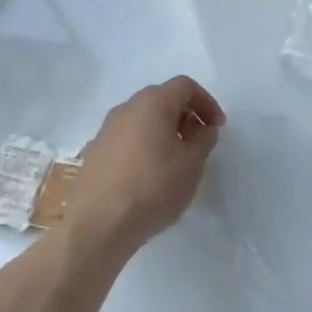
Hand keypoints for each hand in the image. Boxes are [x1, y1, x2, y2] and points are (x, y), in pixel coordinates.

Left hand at [68, 77, 225, 254]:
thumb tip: (203, 128)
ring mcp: (106, 130)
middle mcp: (126, 108)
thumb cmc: (153, 187)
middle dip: (185, 117)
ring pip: (143, 121)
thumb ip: (203, 140)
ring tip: (175, 163)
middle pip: (162, 100)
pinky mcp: (94, 153)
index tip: (216, 128)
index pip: (185, 86)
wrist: (97, 225)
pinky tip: (149, 177)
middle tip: (198, 144)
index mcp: (152, 103)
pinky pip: (127, 140)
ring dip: (163, 133)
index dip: (206, 102)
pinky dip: (144, 148)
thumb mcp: (192, 164)